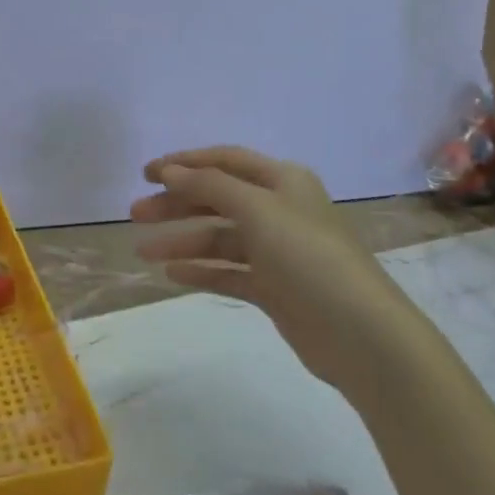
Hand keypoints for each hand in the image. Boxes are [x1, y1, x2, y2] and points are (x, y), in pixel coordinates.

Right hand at [130, 146, 389, 382]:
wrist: (359, 333)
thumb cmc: (309, 257)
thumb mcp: (258, 210)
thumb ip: (210, 187)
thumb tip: (169, 171)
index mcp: (283, 181)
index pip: (225, 161)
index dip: (185, 163)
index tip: (145, 173)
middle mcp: (280, 210)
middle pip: (218, 199)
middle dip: (177, 204)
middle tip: (135, 214)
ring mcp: (277, 252)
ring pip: (220, 238)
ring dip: (182, 241)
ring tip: (143, 252)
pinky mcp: (274, 288)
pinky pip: (229, 272)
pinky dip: (202, 270)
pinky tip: (172, 275)